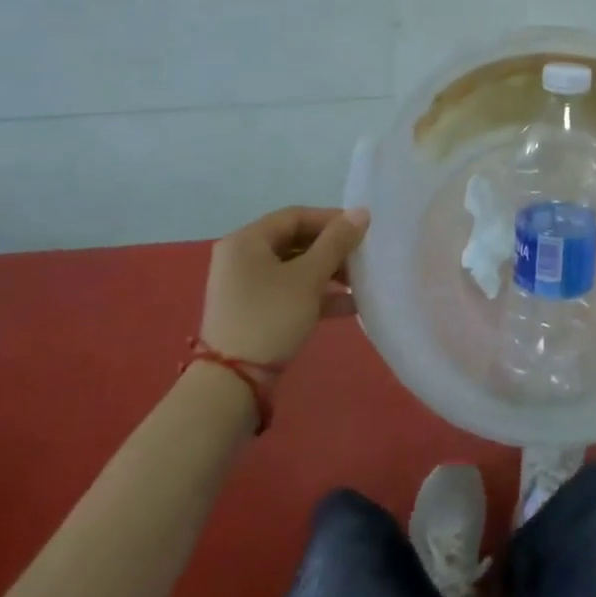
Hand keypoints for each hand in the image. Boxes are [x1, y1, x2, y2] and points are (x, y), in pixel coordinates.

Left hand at [200, 206, 368, 364]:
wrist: (232, 384)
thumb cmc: (271, 316)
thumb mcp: (308, 277)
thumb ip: (337, 242)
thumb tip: (362, 212)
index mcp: (247, 240)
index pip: (295, 216)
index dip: (331, 220)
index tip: (362, 230)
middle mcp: (242, 258)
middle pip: (296, 242)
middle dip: (332, 250)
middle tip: (362, 259)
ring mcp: (246, 287)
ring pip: (295, 269)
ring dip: (328, 274)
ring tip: (360, 283)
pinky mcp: (254, 312)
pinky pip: (289, 292)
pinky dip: (316, 295)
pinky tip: (348, 305)